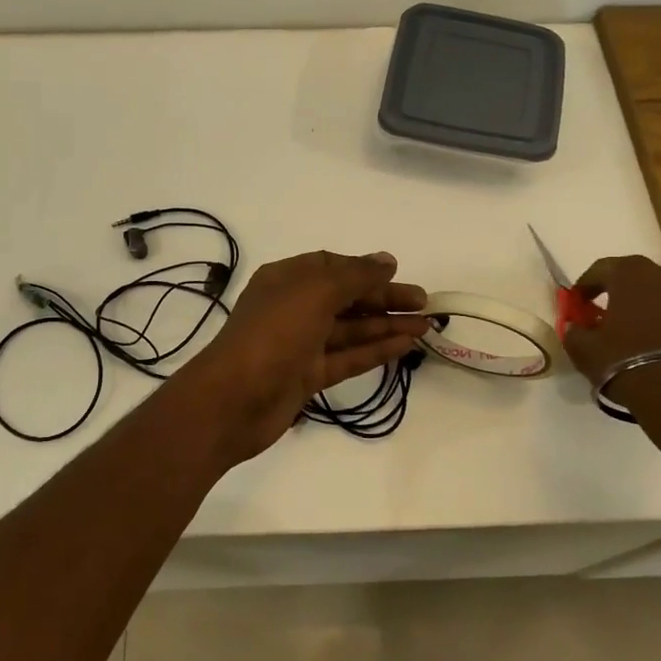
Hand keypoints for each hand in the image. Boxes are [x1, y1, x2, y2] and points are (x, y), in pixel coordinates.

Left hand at [177, 251, 428, 464]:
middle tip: (425, 303)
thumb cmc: (273, 334)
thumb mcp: (315, 293)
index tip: (399, 274)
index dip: (366, 270)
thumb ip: (355, 276)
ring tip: (426, 325)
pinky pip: (347, 357)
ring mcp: (300, 344)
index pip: (332, 267)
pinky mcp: (307, 376)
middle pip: (346, 298)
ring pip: (350, 329)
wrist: (233, 400)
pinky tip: (404, 346)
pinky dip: (374, 350)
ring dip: (386, 325)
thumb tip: (386, 260)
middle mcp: (294, 307)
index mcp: (287, 279)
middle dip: (384, 298)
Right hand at [560, 256, 660, 414]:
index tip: (577, 303)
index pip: (600, 268)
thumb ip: (574, 333)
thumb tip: (575, 327)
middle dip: (619, 290)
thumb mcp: (585, 351)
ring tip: (637, 327)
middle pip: (636, 275)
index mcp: (630, 274)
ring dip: (648, 304)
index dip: (585, 286)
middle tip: (607, 311)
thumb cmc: (627, 361)